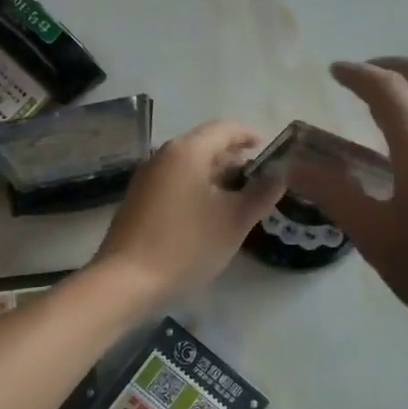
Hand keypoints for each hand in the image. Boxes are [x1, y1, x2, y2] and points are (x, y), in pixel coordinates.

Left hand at [93, 120, 284, 304]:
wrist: (127, 280)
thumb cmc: (187, 245)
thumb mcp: (234, 220)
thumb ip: (261, 193)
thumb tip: (280, 175)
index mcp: (187, 151)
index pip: (224, 128)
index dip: (248, 135)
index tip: (267, 147)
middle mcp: (163, 155)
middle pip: (204, 143)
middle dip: (232, 156)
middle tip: (257, 176)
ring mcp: (146, 177)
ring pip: (188, 163)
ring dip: (214, 173)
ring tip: (237, 195)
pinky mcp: (137, 199)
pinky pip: (174, 180)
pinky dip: (195, 186)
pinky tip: (207, 211)